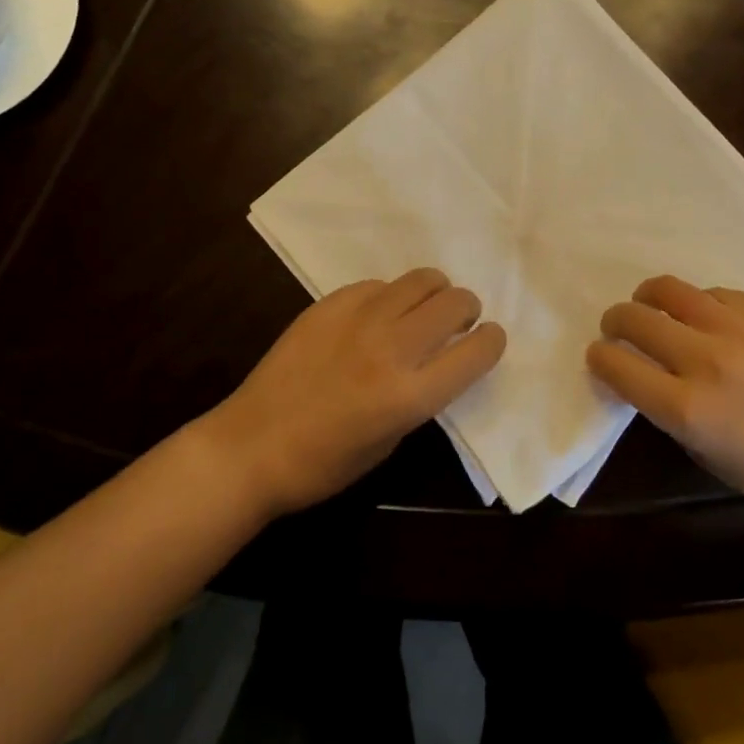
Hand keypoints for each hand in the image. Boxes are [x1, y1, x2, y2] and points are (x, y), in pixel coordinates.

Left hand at [203, 268, 505, 518]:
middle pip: (455, 303)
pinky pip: (378, 285)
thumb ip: (421, 396)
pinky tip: (375, 316)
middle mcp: (391, 349)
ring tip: (423, 309)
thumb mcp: (390, 441)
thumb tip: (438, 360)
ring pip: (421, 280)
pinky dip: (390, 297)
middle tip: (458, 322)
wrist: (252, 446)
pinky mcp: (329, 305)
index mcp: (410, 395)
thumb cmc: (324, 463)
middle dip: (467, 310)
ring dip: (434, 292)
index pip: (477, 351)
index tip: (487, 340)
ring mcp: (358, 320)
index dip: (492, 341)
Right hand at [587, 275, 743, 531]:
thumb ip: (667, 410)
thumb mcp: (704, 453)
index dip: (598, 358)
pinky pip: (714, 293)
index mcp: (687, 408)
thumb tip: (644, 375)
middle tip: (618, 329)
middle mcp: (706, 360)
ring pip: (668, 289)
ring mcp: (738, 329)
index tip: (600, 357)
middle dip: (614, 322)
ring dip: (648, 299)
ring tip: (652, 308)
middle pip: (634, 318)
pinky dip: (699, 304)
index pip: (616, 365)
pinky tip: (708, 320)